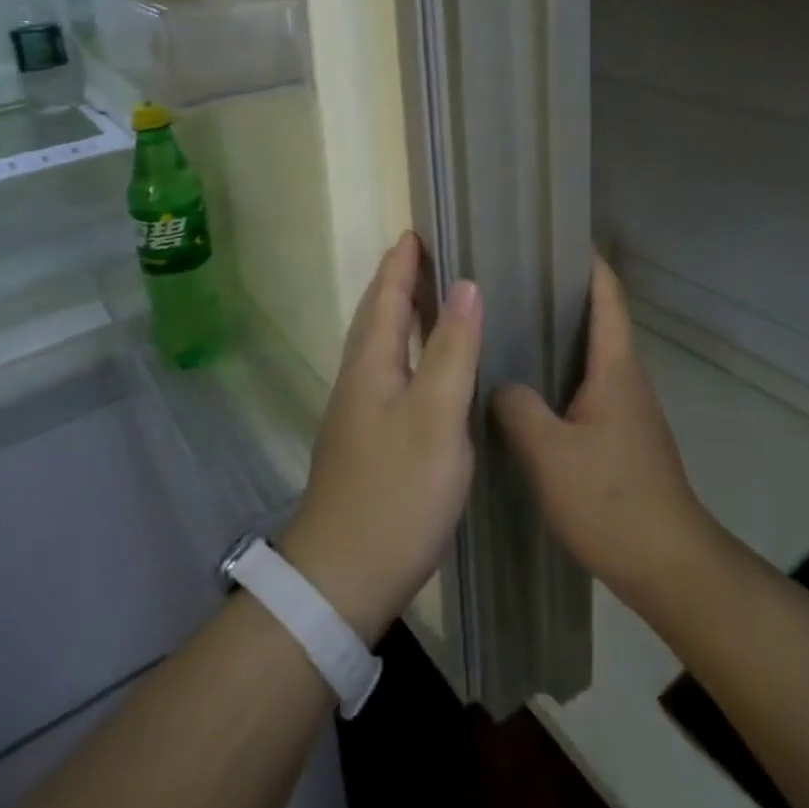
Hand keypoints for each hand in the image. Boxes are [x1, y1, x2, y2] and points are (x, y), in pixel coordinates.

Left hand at [281, 231, 481, 643]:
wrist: (343, 576)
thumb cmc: (396, 490)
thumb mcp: (436, 416)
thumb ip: (452, 349)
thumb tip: (465, 285)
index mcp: (372, 363)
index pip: (387, 296)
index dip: (401, 263)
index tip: (416, 231)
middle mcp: (359, 378)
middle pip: (377, 316)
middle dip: (397, 281)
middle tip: (424, 255)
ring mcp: (359, 411)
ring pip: (381, 345)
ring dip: (399, 314)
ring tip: (428, 298)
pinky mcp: (367, 439)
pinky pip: (388, 372)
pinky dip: (406, 349)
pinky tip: (425, 366)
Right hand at [493, 255, 716, 612]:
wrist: (671, 567)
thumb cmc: (611, 500)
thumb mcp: (549, 453)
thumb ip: (517, 408)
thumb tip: (498, 383)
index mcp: (615, 368)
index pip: (607, 296)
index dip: (587, 262)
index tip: (556, 237)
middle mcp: (626, 379)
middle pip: (598, 320)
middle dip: (561, 295)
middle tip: (511, 281)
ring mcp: (628, 410)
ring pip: (590, 357)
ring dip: (558, 338)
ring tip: (510, 328)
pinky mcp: (623, 438)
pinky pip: (587, 389)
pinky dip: (560, 375)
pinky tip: (528, 391)